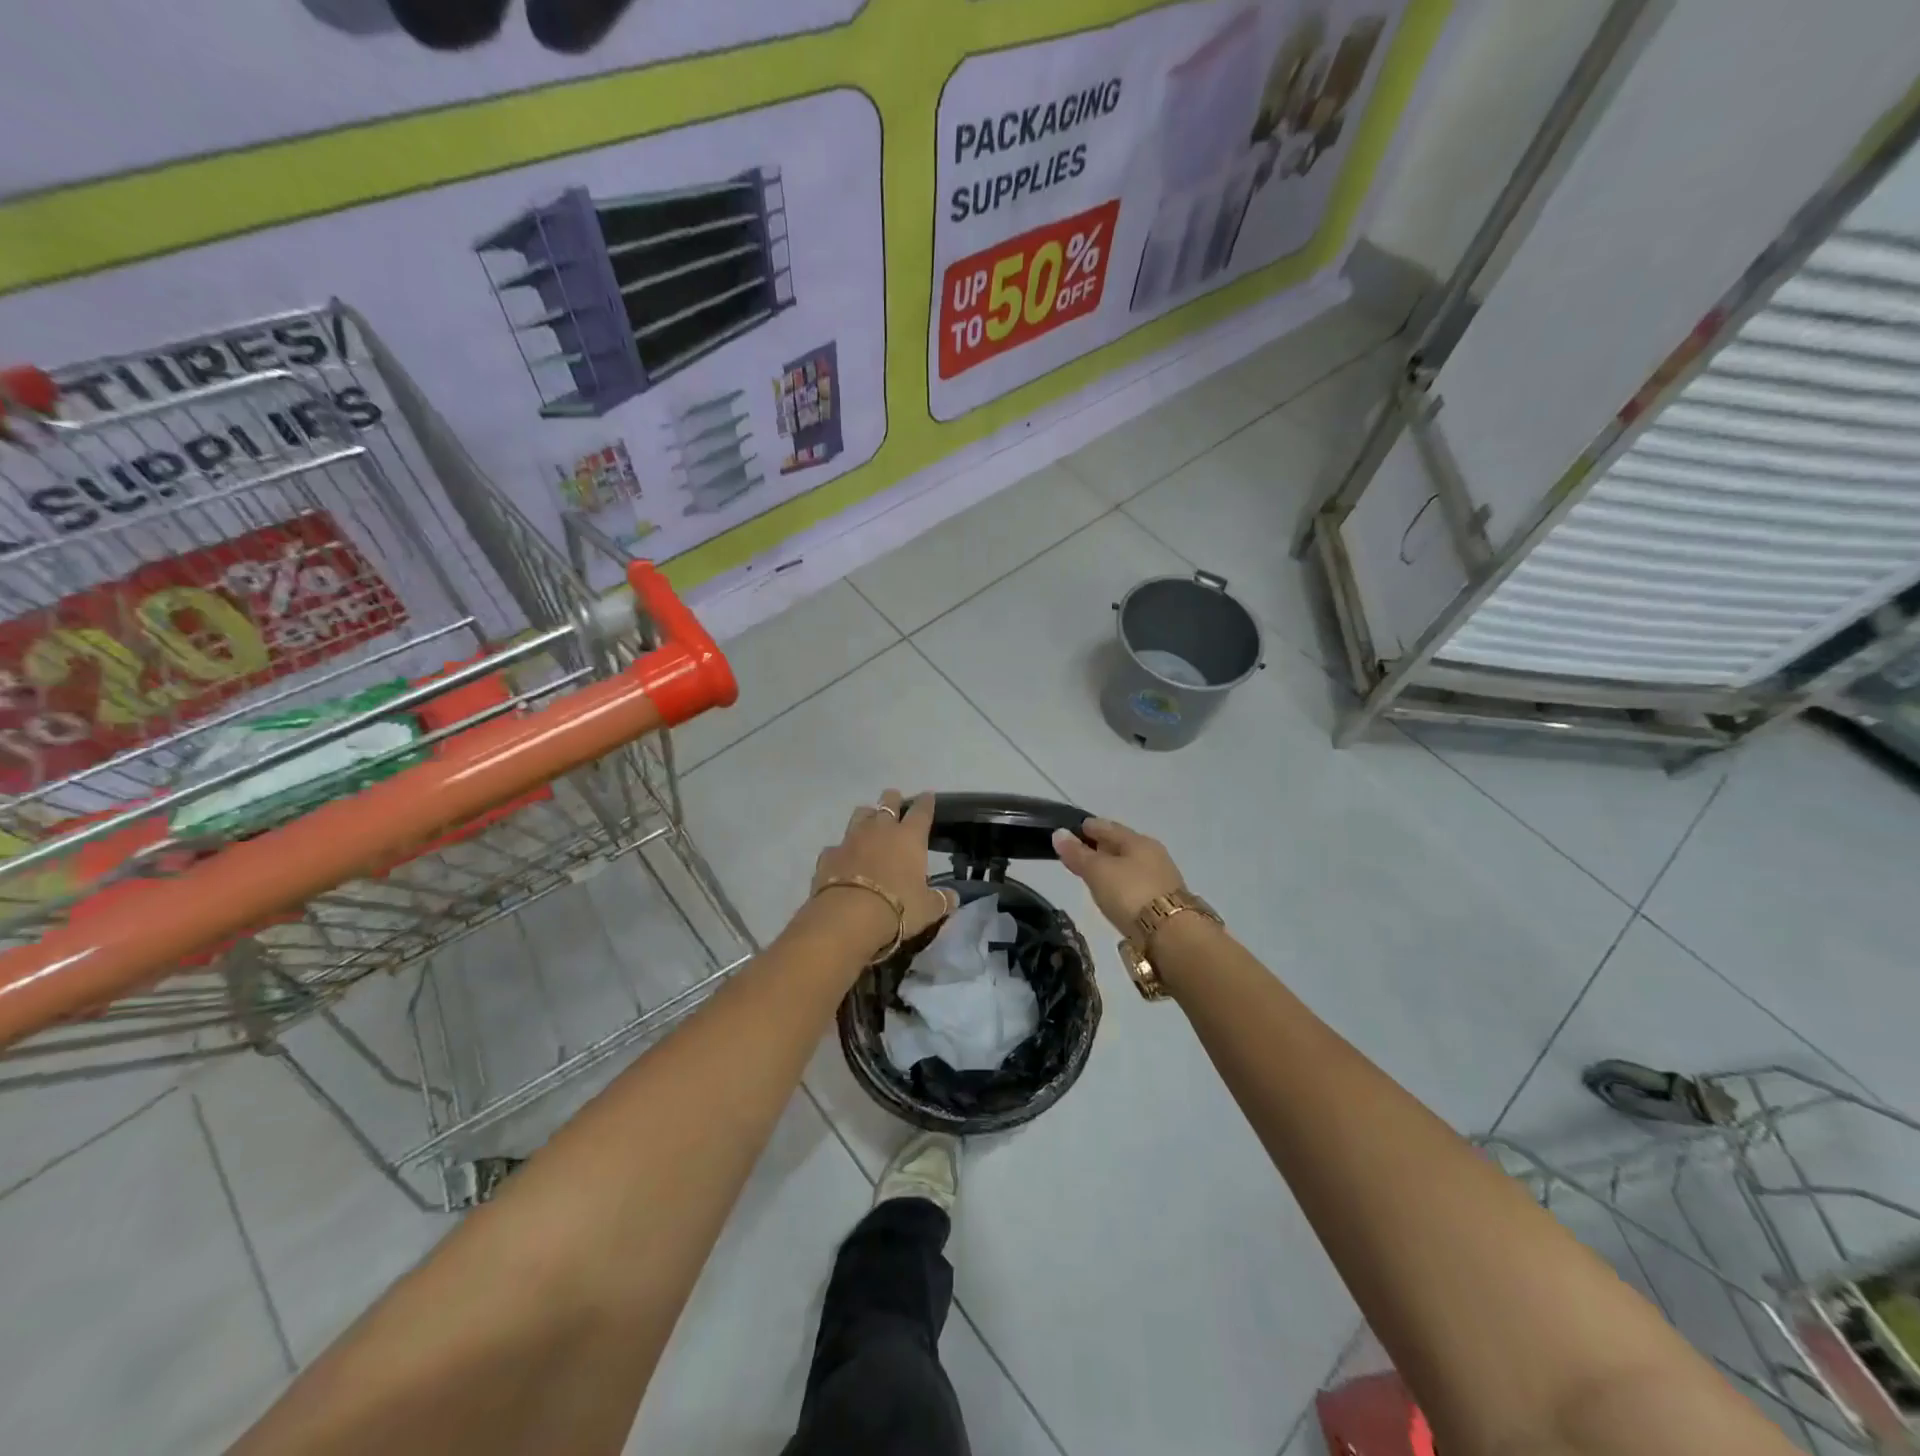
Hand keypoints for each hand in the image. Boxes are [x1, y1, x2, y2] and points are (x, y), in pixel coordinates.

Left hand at [810, 789, 955, 952]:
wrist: (848, 916)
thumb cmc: (898, 908)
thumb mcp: (928, 909)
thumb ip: (942, 900)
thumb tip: (954, 897)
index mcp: (909, 837)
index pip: (921, 811)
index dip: (926, 802)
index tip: (927, 796)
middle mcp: (880, 830)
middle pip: (888, 802)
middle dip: (893, 799)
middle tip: (895, 800)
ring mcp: (851, 839)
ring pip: (860, 814)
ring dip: (867, 816)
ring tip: (869, 823)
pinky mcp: (829, 855)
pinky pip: (837, 846)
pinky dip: (842, 850)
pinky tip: (843, 860)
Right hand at [1051, 816, 1185, 935]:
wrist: (1172, 935)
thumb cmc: (1130, 894)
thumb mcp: (1098, 872)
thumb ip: (1078, 854)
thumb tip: (1058, 833)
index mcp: (1138, 841)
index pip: (1107, 827)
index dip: (1088, 827)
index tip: (1071, 831)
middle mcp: (1153, 855)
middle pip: (1121, 845)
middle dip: (1101, 847)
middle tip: (1080, 852)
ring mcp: (1162, 879)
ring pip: (1130, 865)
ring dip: (1113, 867)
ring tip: (1094, 875)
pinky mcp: (1165, 902)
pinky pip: (1136, 885)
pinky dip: (1123, 885)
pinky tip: (1115, 894)